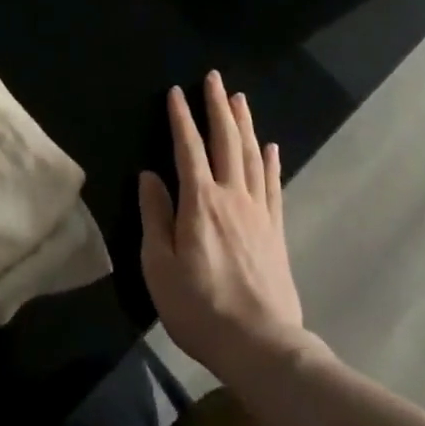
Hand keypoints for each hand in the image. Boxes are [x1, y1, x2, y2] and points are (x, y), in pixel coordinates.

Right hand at [138, 72, 305, 382]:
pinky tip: (270, 147)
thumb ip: (155, 217)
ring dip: (244, 124)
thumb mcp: (160, 267)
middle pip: (226, 141)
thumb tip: (149, 176)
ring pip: (251, 156)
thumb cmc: (201, 308)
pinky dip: (270, 162)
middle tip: (214, 78)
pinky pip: (273, 185)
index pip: (188, 148)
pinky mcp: (276, 231)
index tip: (176, 91)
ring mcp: (258, 212)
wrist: (263, 348)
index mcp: (200, 202)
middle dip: (218, 106)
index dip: (181, 118)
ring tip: (239, 99)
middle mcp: (231, 196)